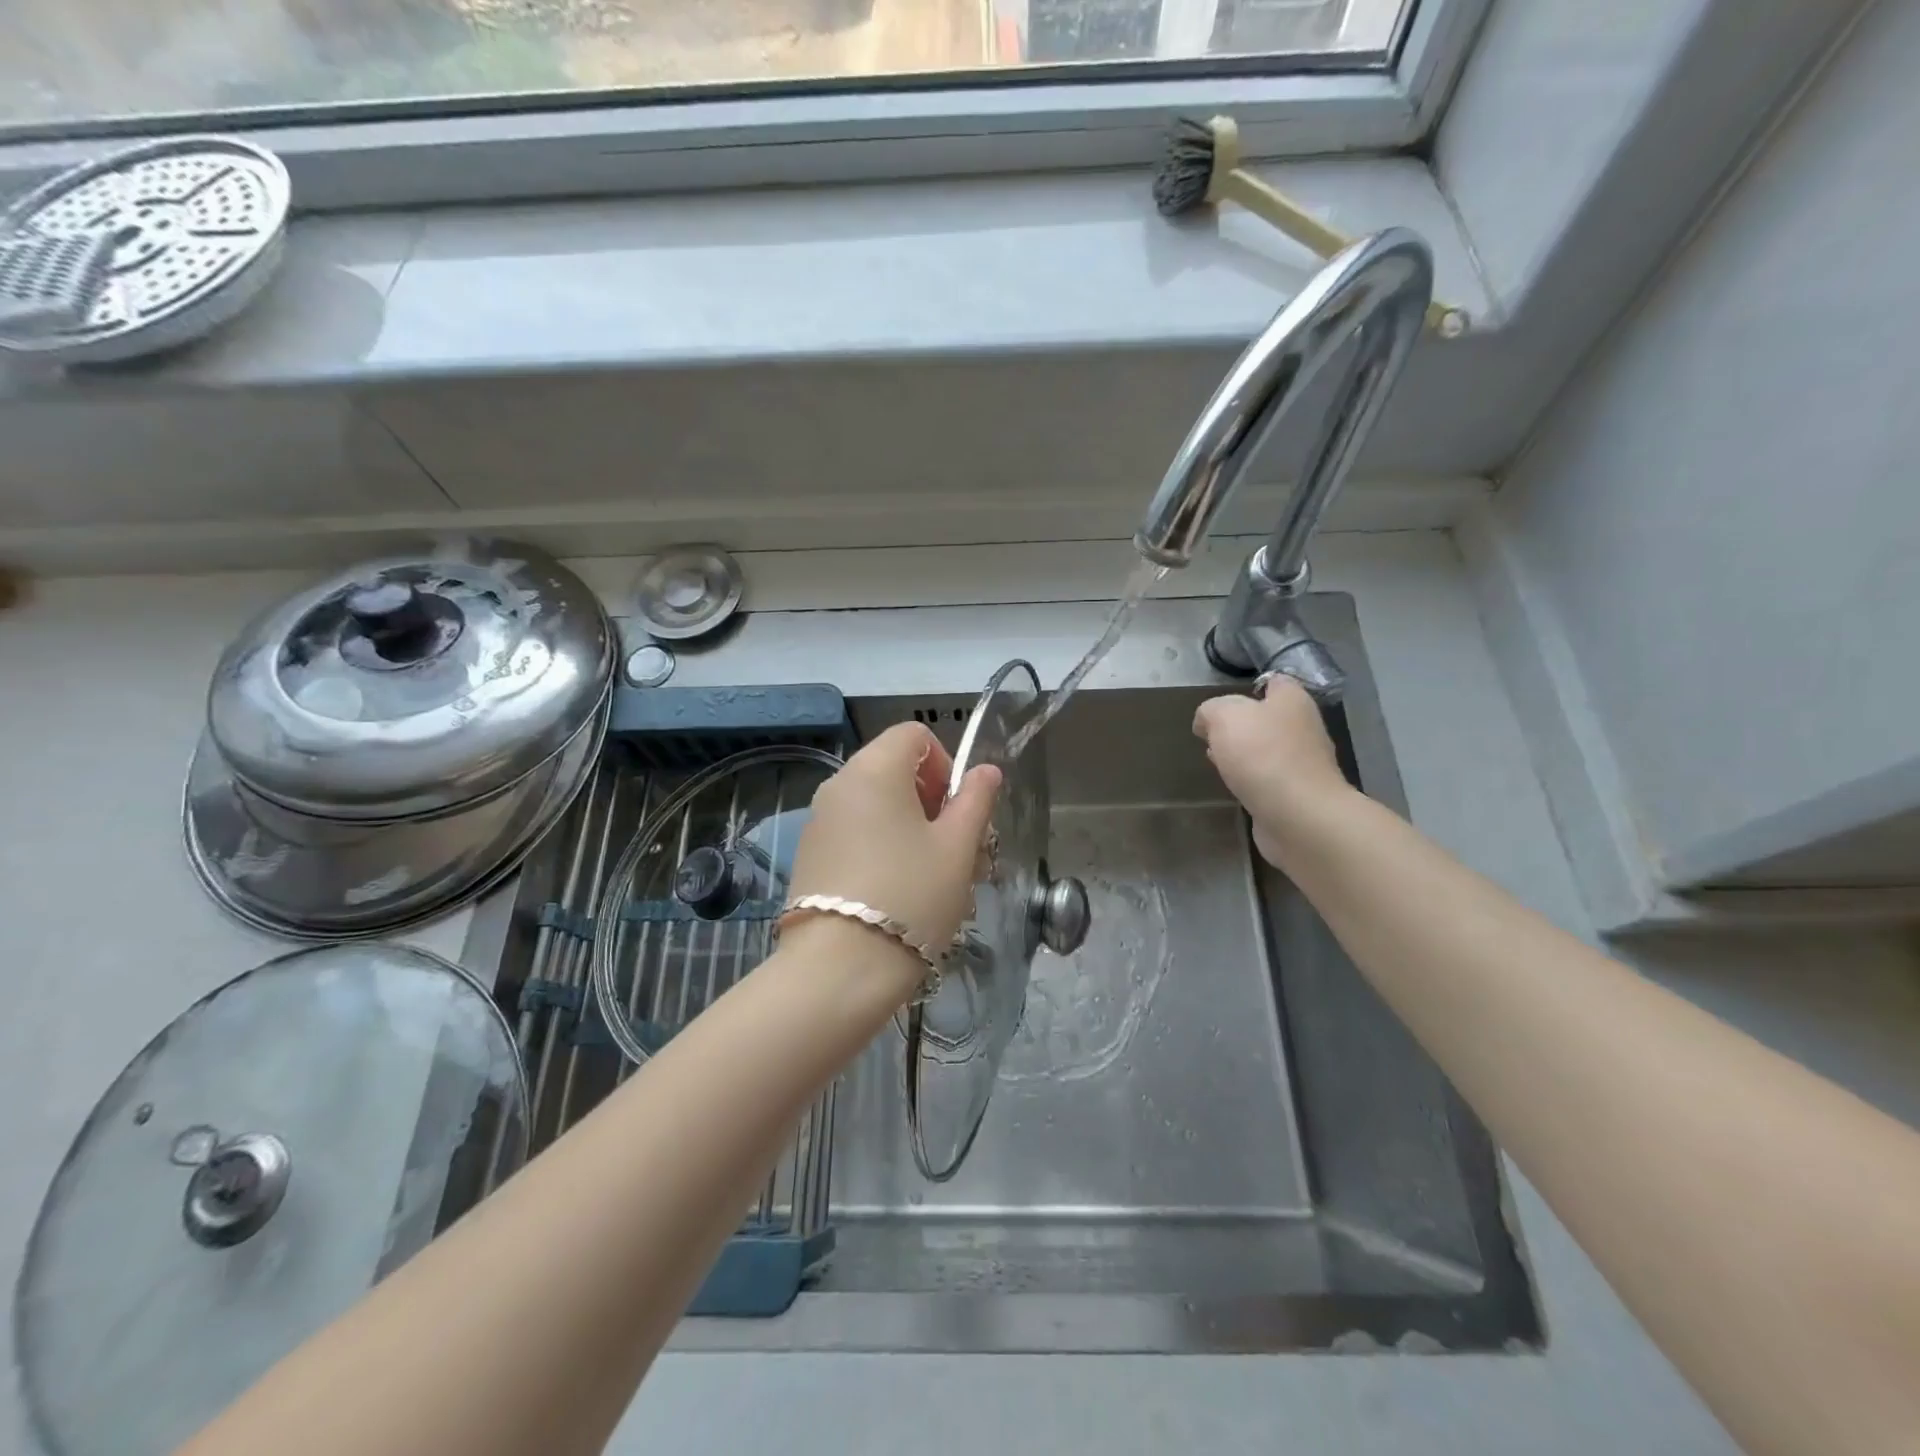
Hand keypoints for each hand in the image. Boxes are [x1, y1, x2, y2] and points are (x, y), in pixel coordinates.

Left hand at [788, 722, 1002, 958]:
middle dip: (932, 801)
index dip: (944, 763)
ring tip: (933, 878)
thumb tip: (986, 771)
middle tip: (956, 849)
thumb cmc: (912, 896)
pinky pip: (854, 834)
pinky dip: (881, 847)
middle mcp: (839, 785)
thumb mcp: (958, 847)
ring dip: (910, 828)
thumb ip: (975, 800)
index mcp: (874, 769)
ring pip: (876, 806)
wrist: (839, 970)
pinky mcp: (810, 857)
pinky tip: (898, 894)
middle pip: (894, 770)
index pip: (914, 734)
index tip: (956, 810)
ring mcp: (818, 822)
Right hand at [1193, 679, 1351, 865]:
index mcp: (1292, 700)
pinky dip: (1250, 780)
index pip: (1272, 682)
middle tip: (1212, 736)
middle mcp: (1303, 727)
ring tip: (1216, 762)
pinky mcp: (1296, 793)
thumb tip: (1206, 722)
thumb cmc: (1262, 754)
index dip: (1246, 689)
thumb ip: (1210, 710)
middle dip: (1240, 726)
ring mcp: (1302, 762)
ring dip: (1242, 754)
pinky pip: (1267, 778)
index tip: (1220, 705)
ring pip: (1265, 749)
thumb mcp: (1224, 716)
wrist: (1298, 815)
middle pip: (1267, 718)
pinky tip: (1232, 786)